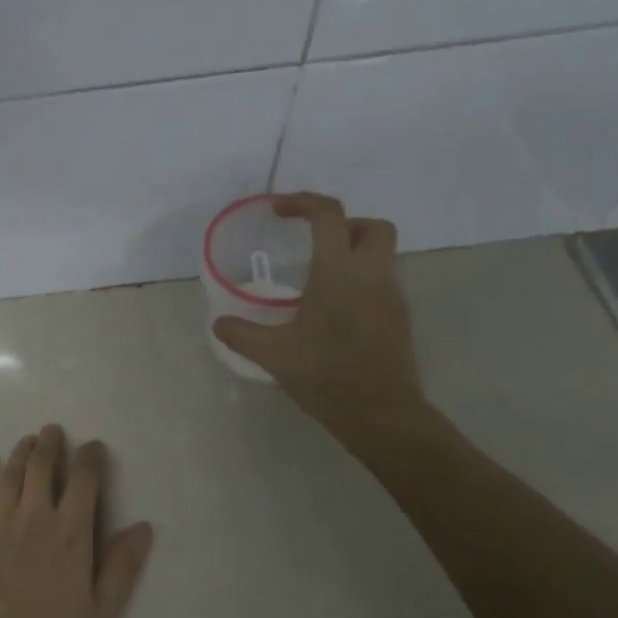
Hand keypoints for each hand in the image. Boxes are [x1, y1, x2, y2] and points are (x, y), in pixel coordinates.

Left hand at [0, 425, 153, 617]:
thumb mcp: (102, 610)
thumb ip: (122, 565)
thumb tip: (143, 526)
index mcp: (71, 534)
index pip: (83, 480)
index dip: (90, 457)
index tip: (94, 447)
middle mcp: (35, 519)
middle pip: (41, 467)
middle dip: (50, 444)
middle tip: (54, 431)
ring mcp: (0, 526)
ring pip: (10, 474)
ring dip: (21, 452)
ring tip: (29, 439)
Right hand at [211, 192, 429, 446]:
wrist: (381, 414)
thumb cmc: (326, 375)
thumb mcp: (273, 354)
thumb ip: (241, 334)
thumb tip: (219, 323)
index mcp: (339, 273)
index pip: (329, 215)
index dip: (302, 202)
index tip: (278, 210)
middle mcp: (371, 275)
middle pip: (371, 227)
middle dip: (343, 224)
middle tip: (313, 243)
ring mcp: (391, 297)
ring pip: (380, 255)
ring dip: (351, 255)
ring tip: (316, 282)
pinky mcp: (398, 319)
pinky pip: (380, 283)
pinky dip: (358, 283)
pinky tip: (333, 313)